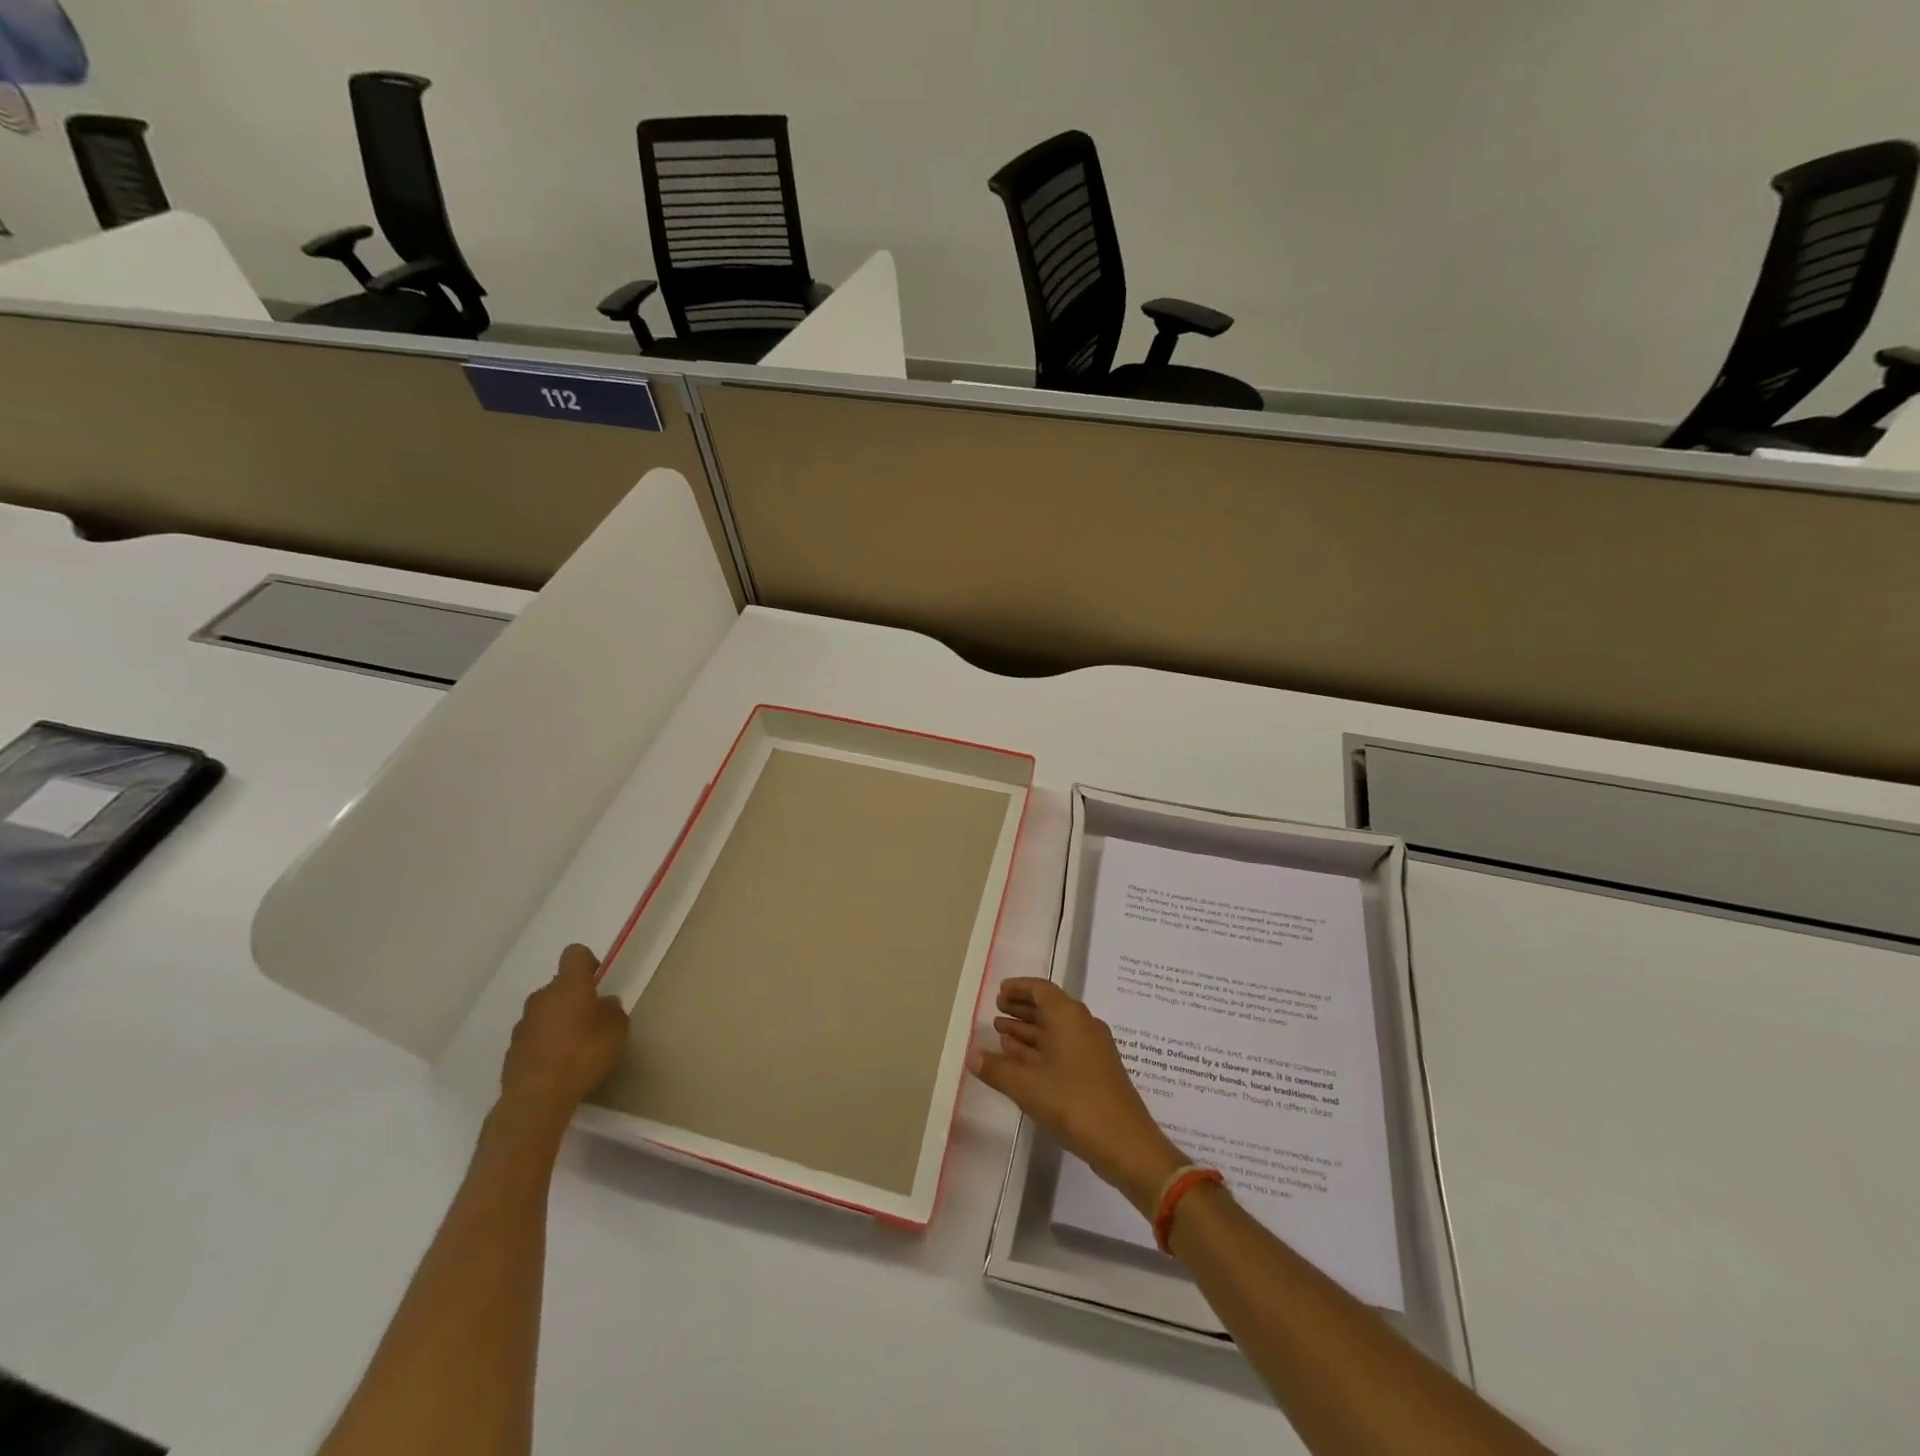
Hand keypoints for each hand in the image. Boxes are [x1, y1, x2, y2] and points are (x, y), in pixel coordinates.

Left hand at [499, 945, 629, 1125]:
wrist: (536, 1098)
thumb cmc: (583, 1055)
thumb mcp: (617, 1030)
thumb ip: (613, 1010)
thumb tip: (604, 1004)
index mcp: (569, 986)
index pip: (575, 954)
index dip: (588, 962)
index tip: (599, 982)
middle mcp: (542, 997)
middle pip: (559, 985)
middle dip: (575, 996)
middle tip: (592, 1019)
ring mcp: (523, 1023)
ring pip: (546, 1011)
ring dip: (559, 1020)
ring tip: (576, 1046)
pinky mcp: (512, 1049)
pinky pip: (534, 1035)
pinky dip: (546, 1042)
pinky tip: (559, 1064)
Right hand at [970, 978, 1186, 1216]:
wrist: (1125, 1143)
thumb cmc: (1073, 1102)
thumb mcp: (1026, 1085)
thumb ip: (997, 1068)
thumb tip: (972, 1055)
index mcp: (1069, 1016)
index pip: (1040, 989)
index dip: (1018, 988)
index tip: (998, 993)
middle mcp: (1083, 1025)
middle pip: (1049, 1007)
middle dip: (1021, 1009)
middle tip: (996, 1011)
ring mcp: (1092, 1049)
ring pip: (1055, 1031)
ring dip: (1029, 1031)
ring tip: (1001, 1035)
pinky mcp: (1096, 1072)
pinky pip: (1063, 1049)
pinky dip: (1041, 1050)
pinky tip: (1022, 1063)